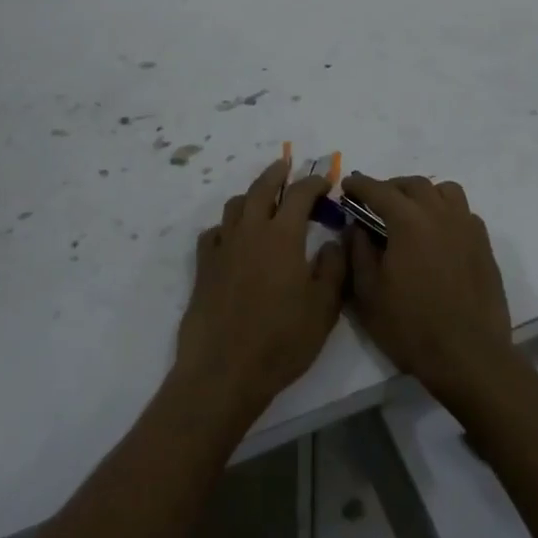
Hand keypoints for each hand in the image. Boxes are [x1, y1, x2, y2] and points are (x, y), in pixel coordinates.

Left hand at [175, 156, 347, 418]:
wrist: (224, 371)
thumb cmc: (281, 341)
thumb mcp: (324, 309)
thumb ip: (334, 269)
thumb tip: (334, 241)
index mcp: (282, 235)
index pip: (300, 194)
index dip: (314, 182)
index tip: (326, 181)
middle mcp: (250, 231)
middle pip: (262, 187)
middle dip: (277, 173)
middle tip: (287, 166)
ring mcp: (223, 247)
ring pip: (235, 205)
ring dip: (251, 195)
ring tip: (263, 200)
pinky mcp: (204, 267)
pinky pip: (214, 232)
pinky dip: (227, 226)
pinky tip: (234, 238)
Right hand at [343, 174, 517, 404]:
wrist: (469, 356)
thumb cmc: (411, 326)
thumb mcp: (368, 293)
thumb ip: (358, 252)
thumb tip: (357, 227)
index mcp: (408, 221)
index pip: (379, 190)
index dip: (360, 185)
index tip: (347, 185)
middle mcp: (440, 213)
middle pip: (414, 185)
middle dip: (391, 188)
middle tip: (376, 203)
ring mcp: (467, 227)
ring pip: (445, 191)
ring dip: (423, 194)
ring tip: (411, 212)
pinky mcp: (484, 245)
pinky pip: (463, 213)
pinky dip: (446, 212)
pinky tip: (438, 235)